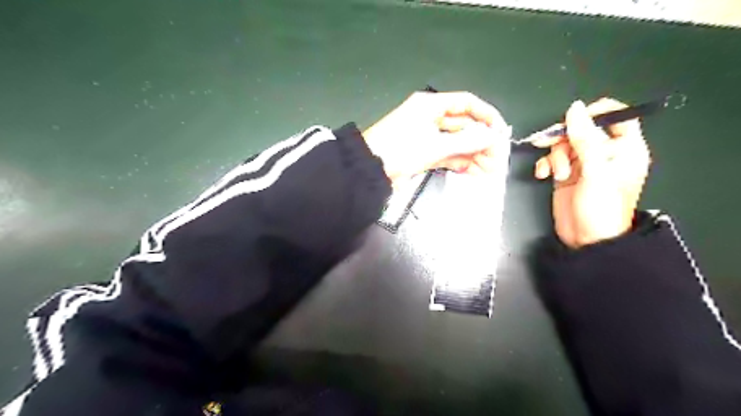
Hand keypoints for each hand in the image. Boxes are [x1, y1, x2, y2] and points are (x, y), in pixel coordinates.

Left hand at [362, 90, 512, 183]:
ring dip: (473, 155)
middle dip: (481, 141)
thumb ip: (466, 142)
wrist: (369, 171)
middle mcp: (430, 118)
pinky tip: (474, 172)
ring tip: (490, 170)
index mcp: (430, 105)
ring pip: (456, 143)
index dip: (487, 115)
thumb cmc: (399, 149)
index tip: (501, 131)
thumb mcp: (434, 145)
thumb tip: (493, 137)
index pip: (467, 103)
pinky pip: (447, 155)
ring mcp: (427, 137)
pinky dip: (460, 163)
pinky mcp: (423, 153)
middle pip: (463, 125)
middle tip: (497, 158)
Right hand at [533, 99, 650, 248]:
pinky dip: (546, 164)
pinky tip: (543, 175)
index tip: (576, 121)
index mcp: (625, 148)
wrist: (586, 239)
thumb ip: (584, 138)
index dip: (596, 113)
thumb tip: (574, 109)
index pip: (618, 116)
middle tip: (554, 146)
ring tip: (557, 174)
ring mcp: (584, 163)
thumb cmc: (601, 207)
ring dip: (555, 156)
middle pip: (582, 129)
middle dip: (565, 138)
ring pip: (564, 144)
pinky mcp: (566, 173)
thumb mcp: (595, 170)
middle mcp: (604, 152)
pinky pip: (553, 159)